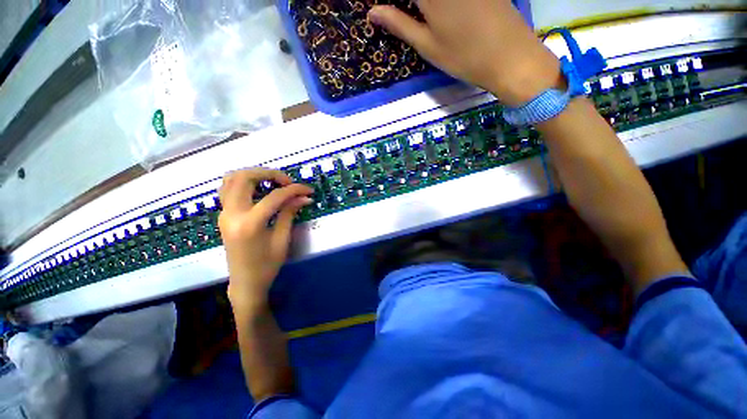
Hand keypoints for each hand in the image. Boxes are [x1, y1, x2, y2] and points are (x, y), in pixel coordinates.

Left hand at [218, 168, 313, 308]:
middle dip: (270, 173)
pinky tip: (259, 189)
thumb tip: (304, 197)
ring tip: (273, 182)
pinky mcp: (224, 215)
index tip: (308, 190)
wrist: (244, 283)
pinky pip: (228, 189)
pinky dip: (243, 182)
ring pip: (232, 179)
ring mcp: (224, 213)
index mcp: (250, 224)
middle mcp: (232, 214)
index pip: (275, 196)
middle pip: (246, 178)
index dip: (294, 190)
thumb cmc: (267, 265)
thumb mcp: (282, 240)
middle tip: (288, 182)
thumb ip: (290, 213)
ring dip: (254, 174)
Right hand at [368, 0, 562, 106]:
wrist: (509, 56)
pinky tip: (440, 11)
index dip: (391, 2)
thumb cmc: (463, 56)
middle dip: (408, 4)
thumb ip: (399, 24)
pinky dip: (439, 3)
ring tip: (423, 17)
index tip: (386, 9)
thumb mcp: (427, 45)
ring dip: (424, 5)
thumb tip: (373, 12)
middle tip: (402, 13)